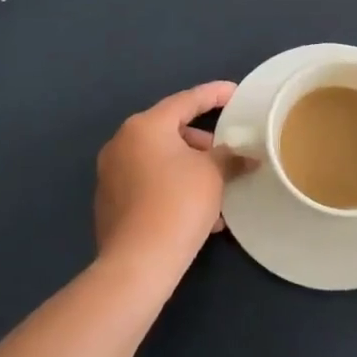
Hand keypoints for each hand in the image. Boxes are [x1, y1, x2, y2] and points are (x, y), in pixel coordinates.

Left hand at [95, 81, 247, 278]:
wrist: (138, 263)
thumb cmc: (179, 203)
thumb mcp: (213, 174)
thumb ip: (230, 157)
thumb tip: (246, 157)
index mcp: (145, 126)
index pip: (186, 100)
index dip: (214, 95)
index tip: (235, 92)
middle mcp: (122, 143)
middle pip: (170, 131)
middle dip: (202, 143)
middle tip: (228, 154)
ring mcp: (111, 174)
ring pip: (160, 161)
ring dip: (190, 170)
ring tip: (218, 190)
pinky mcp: (110, 203)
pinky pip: (149, 184)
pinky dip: (173, 188)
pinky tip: (199, 214)